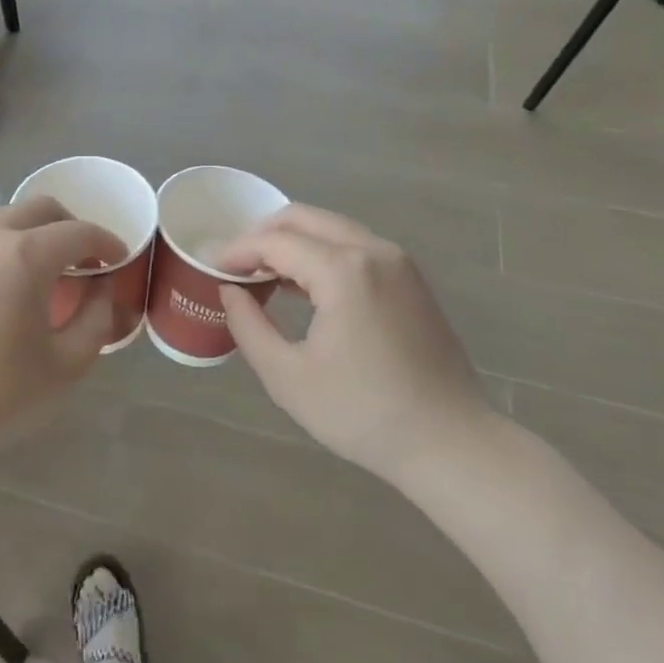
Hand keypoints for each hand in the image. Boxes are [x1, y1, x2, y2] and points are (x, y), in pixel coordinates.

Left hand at [0, 197, 125, 470]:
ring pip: (2, 220)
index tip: (119, 259)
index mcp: (24, 255)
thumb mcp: (67, 362)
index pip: (77, 232)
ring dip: (31, 235)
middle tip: (84, 260)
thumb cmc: (1, 393)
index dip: (106, 242)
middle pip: (39, 209)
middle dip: (69, 226)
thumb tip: (101, 288)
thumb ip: (97, 318)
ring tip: (41, 274)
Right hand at [218, 205, 495, 484]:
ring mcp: (398, 262)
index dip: (237, 252)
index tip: (211, 270)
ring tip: (263, 277)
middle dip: (262, 235)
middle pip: (303, 218)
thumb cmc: (363, 414)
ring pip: (330, 228)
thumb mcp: (287, 376)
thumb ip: (247, 325)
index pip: (274, 241)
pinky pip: (354, 246)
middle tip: (235, 267)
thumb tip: (229, 291)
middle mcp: (373, 251)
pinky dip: (321, 253)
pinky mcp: (410, 279)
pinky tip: (303, 288)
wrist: (452, 444)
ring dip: (292, 242)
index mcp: (343, 270)